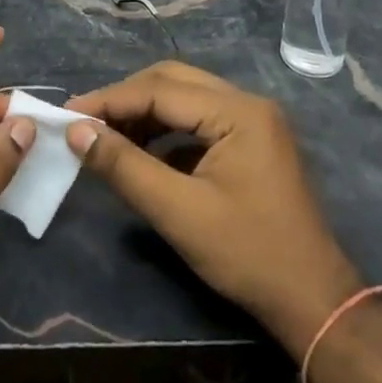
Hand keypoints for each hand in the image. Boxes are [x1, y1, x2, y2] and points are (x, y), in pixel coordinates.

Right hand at [65, 61, 362, 350]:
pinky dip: (166, 130)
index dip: (110, 101)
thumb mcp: (178, 212)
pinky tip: (142, 152)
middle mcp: (247, 103)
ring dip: (145, 112)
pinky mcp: (251, 142)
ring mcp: (253, 121)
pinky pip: (199, 120)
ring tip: (107, 137)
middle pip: (173, 81)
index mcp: (238, 112)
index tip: (67, 113)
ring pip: (185, 97)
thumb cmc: (248, 254)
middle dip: (126, 99)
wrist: (314, 301)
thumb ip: (124, 166)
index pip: (159, 90)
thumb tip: (76, 131)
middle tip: (85, 121)